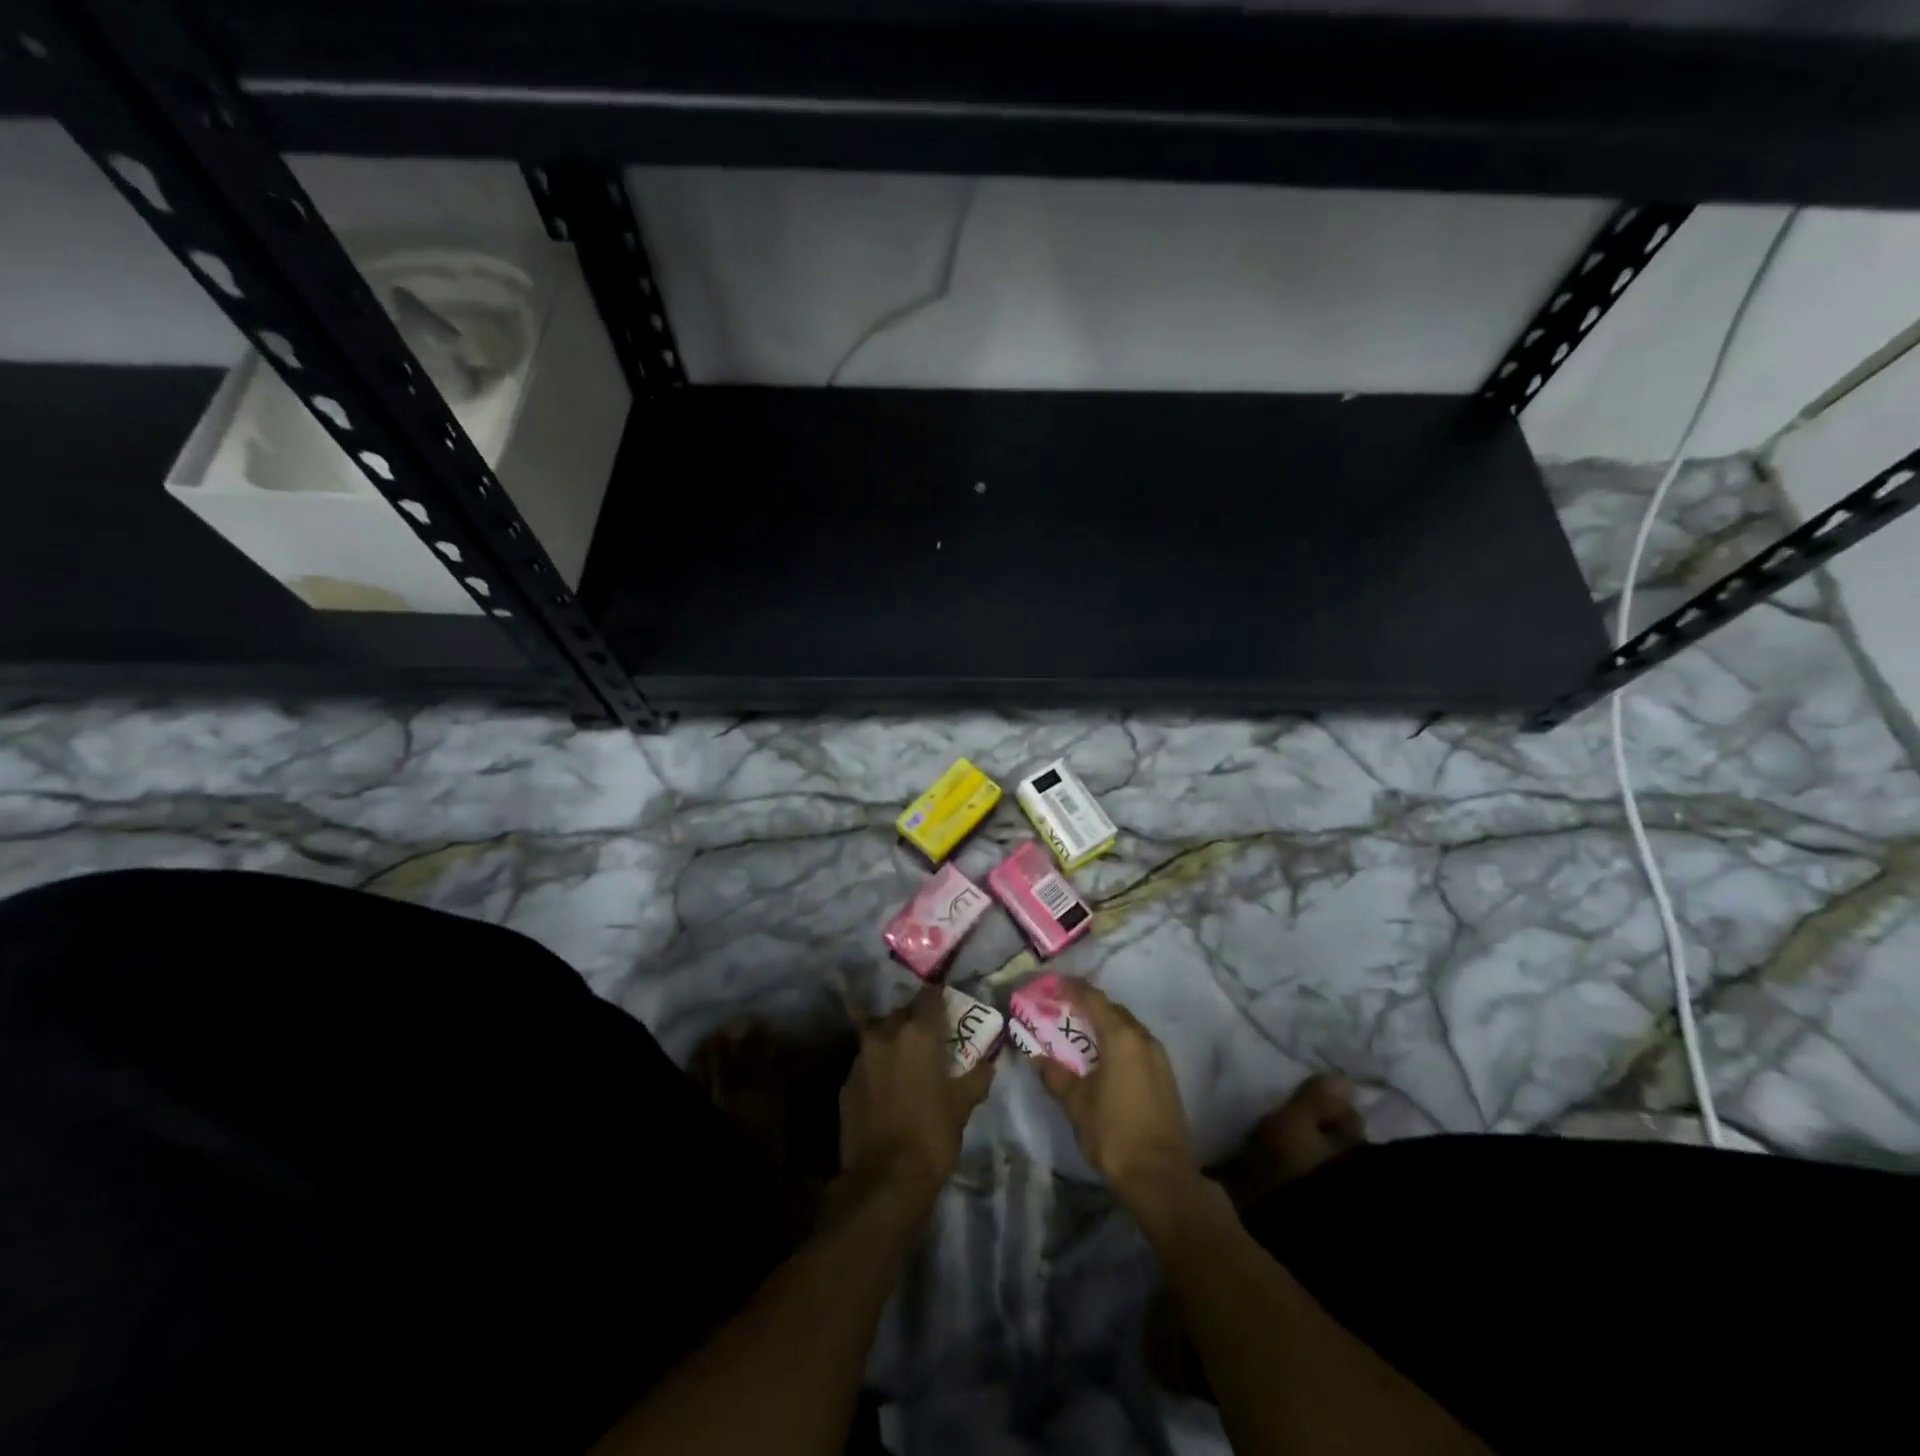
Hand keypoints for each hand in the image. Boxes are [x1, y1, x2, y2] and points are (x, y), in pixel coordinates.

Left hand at [838, 986, 994, 1200]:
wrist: (884, 1179)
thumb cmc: (932, 1134)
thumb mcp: (963, 1105)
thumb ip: (977, 1077)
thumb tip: (990, 1062)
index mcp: (918, 1032)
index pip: (929, 995)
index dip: (938, 995)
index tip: (946, 1001)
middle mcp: (886, 1034)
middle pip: (901, 1012)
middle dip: (914, 1020)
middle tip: (929, 1036)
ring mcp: (861, 1057)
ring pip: (879, 1034)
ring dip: (892, 1040)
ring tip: (906, 1059)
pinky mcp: (846, 1081)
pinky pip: (865, 1061)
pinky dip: (877, 1066)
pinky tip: (886, 1085)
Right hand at [1034, 979, 1200, 1227]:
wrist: (1161, 1177)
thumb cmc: (1114, 1133)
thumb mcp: (1076, 1103)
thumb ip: (1055, 1075)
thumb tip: (1036, 1056)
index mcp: (1121, 1038)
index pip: (1093, 999)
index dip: (1072, 988)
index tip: (1052, 983)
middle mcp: (1143, 1038)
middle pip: (1112, 1010)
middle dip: (1087, 1005)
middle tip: (1061, 1008)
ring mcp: (1158, 1057)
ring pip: (1126, 1027)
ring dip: (1103, 1024)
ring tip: (1079, 1032)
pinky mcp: (1165, 1076)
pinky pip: (1136, 1044)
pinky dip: (1117, 1042)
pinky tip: (1103, 1057)